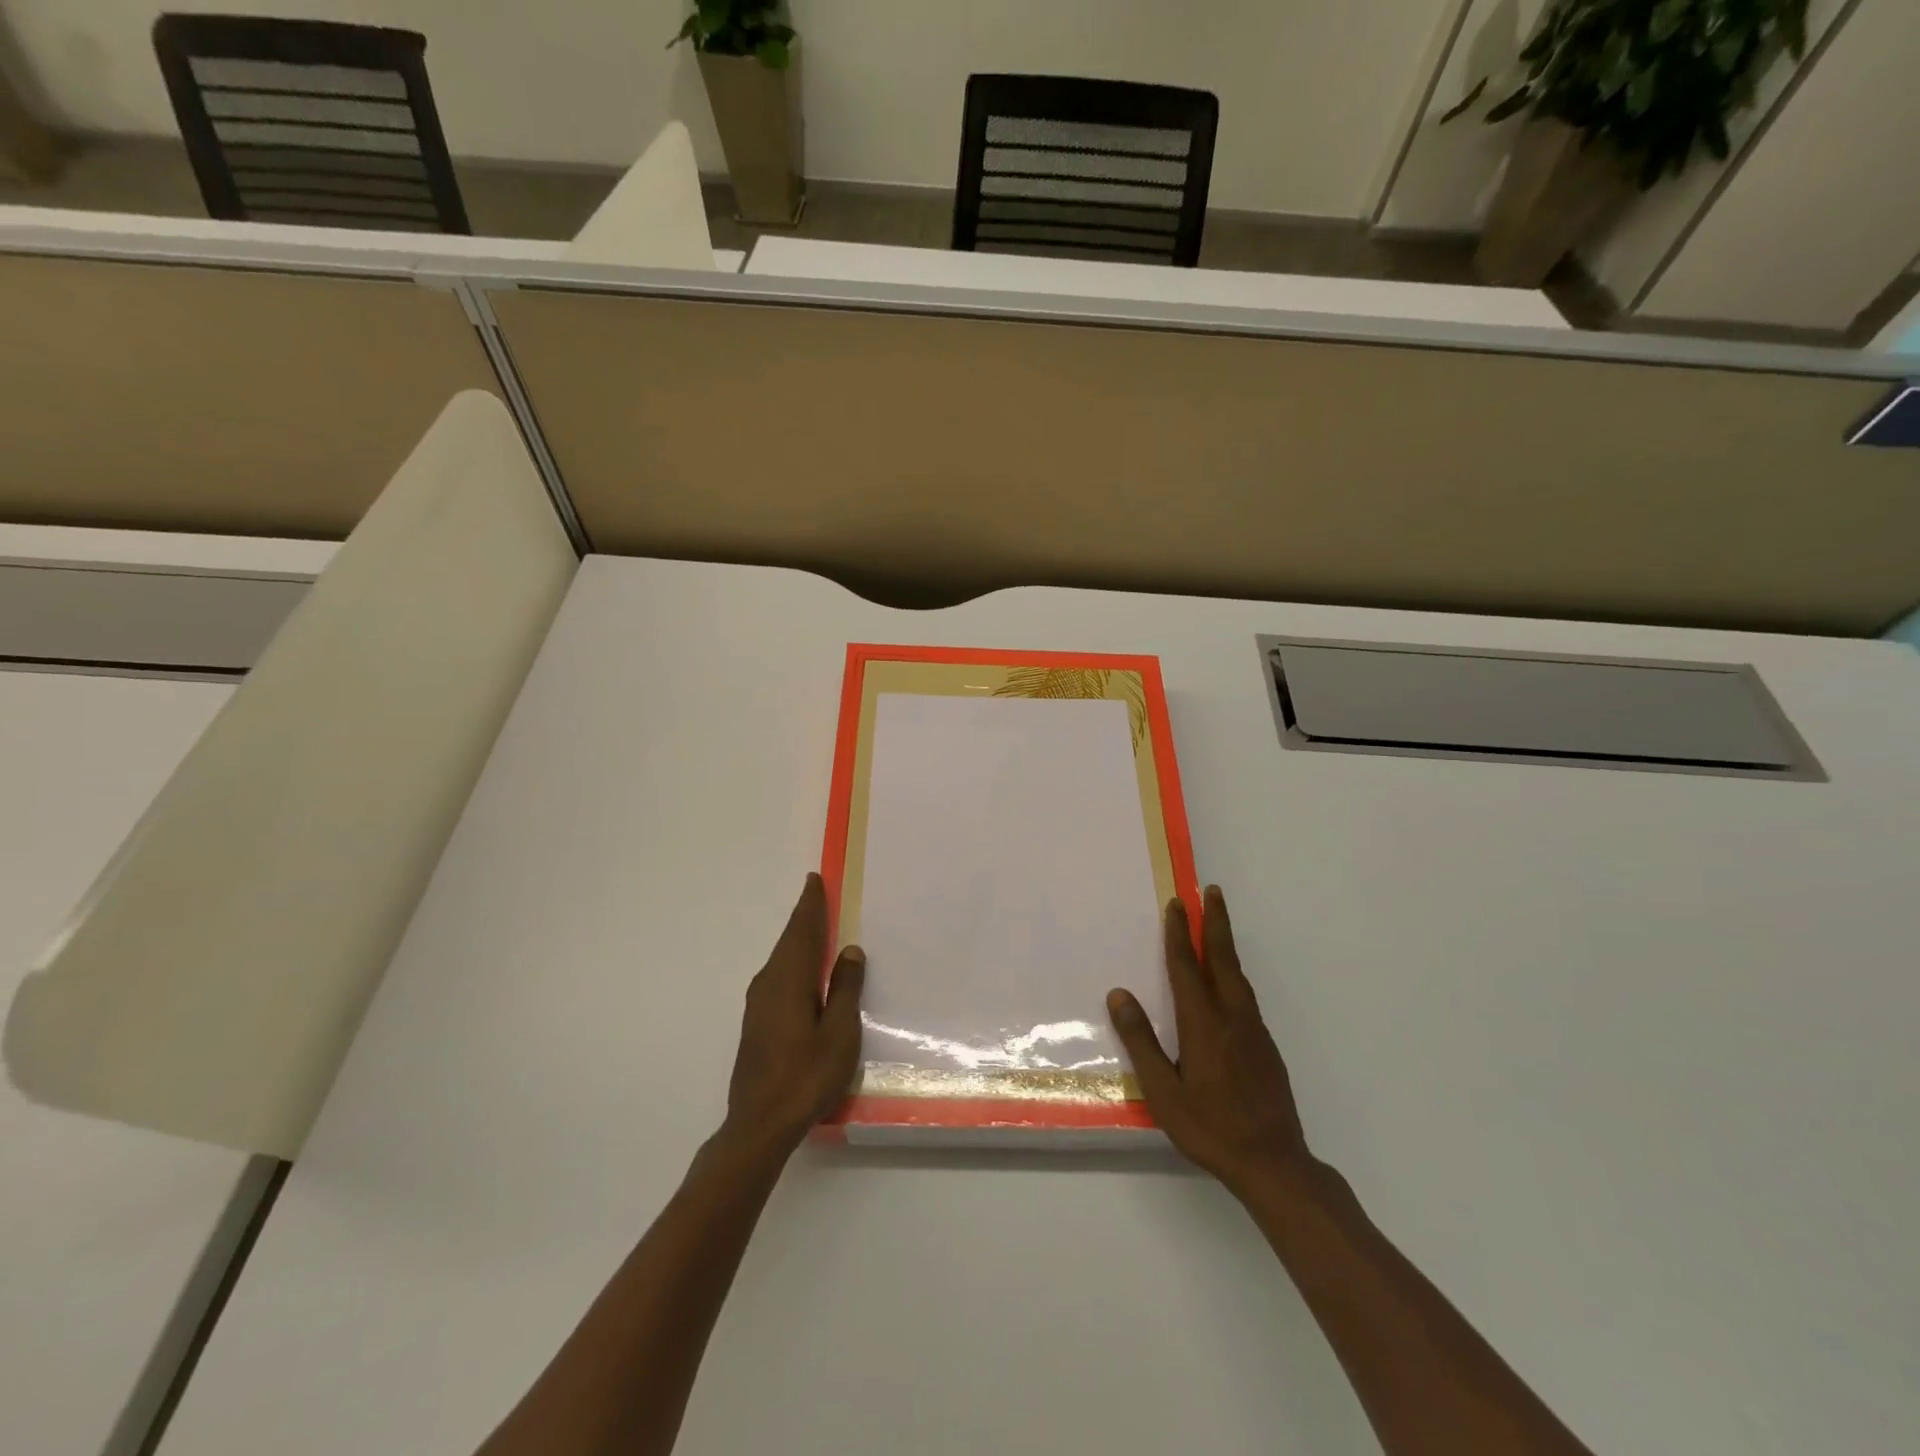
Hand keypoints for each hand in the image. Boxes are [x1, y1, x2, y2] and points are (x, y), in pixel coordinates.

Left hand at [723, 874, 864, 1156]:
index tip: (815, 880)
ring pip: (782, 958)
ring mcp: (759, 1004)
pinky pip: (778, 975)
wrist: (759, 1125)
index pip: (802, 931)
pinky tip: (805, 970)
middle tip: (818, 894)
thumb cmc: (806, 1076)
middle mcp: (768, 984)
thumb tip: (850, 951)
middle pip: (789, 941)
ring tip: (816, 925)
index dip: (811, 905)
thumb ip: (845, 988)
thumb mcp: (839, 1033)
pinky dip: (793, 960)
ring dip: (799, 939)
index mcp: (789, 980)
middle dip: (804, 917)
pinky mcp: (757, 1022)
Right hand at [1108, 886, 1312, 1198]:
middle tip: (1211, 891)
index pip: (1187, 967)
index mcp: (1203, 1024)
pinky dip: (1234, 973)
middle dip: (1216, 922)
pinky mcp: (1266, 1047)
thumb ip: (1141, 1041)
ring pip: (1238, 976)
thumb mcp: (1163, 1092)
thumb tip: (1119, 995)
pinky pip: (1246, 995)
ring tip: (1218, 925)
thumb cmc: (1210, 1127)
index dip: (1180, 934)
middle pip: (1223, 959)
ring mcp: (1254, 1031)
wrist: (1274, 1163)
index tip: (1177, 904)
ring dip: (1226, 944)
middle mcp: (1232, 1017)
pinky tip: (1228, 982)